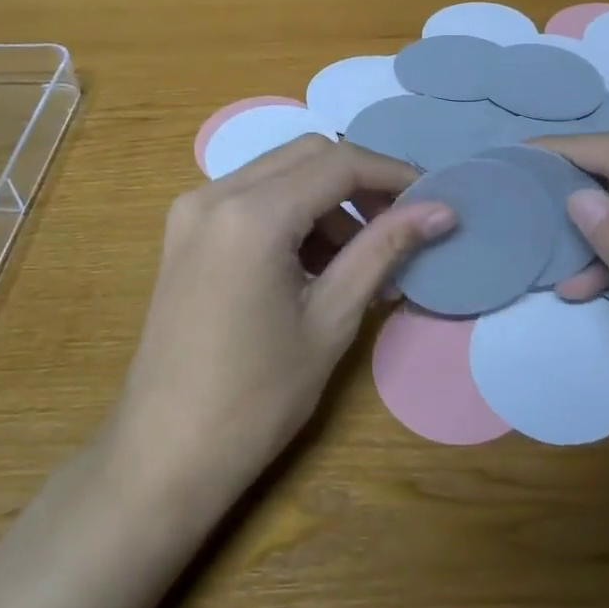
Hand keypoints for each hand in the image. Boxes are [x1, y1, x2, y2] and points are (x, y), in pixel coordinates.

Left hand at [108, 135, 452, 511]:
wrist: (166, 452)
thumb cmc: (256, 397)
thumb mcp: (331, 319)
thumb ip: (384, 250)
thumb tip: (442, 210)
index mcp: (251, 215)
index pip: (338, 163)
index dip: (392, 175)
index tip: (431, 199)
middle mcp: (214, 194)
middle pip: (307, 155)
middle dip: (359, 181)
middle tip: (398, 226)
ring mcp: (191, 210)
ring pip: (279, 173)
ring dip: (326, 200)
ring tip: (360, 259)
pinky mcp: (184, 231)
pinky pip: (251, 198)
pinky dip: (292, 214)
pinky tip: (315, 264)